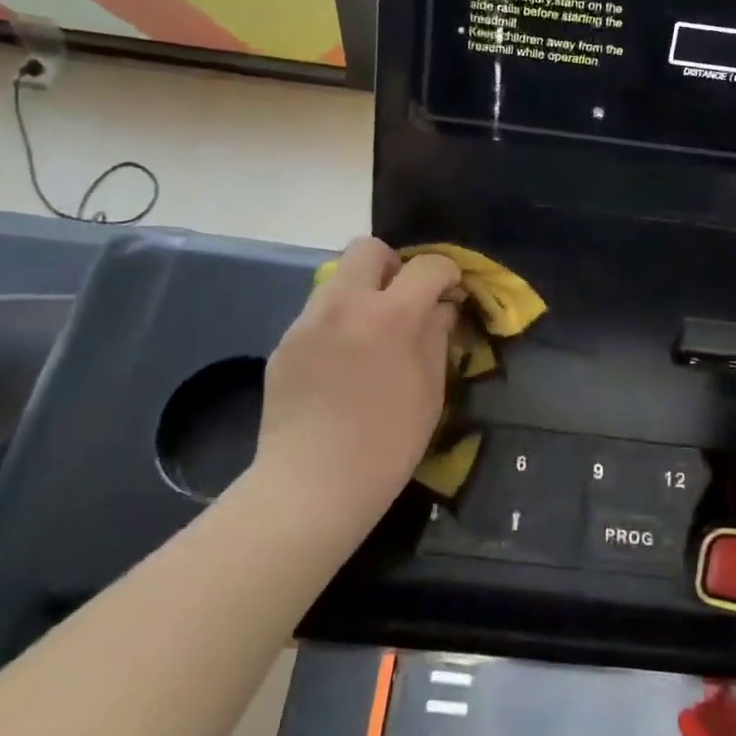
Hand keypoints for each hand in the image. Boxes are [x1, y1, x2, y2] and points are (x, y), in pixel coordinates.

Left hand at [248, 238, 460, 542]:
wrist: (312, 486)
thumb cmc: (387, 444)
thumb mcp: (430, 389)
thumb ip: (437, 334)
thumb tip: (442, 305)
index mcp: (390, 315)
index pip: (426, 266)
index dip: (446, 273)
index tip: (451, 292)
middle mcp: (344, 304)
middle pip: (368, 249)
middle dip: (394, 265)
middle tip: (403, 302)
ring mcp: (307, 321)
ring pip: (338, 279)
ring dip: (362, 292)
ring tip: (371, 336)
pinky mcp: (284, 342)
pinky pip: (318, 314)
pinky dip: (337, 323)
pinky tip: (341, 365)